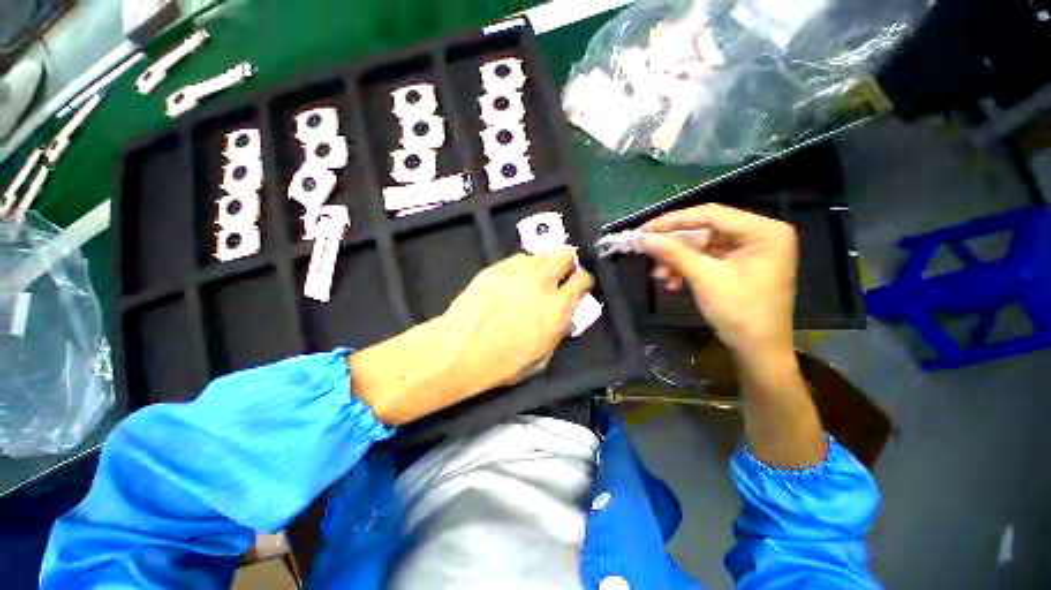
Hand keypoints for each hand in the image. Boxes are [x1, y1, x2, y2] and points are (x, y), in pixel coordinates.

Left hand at [350, 249, 592, 424]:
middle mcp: (542, 283)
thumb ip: (558, 332)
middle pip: (565, 255)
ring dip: (544, 263)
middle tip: (561, 272)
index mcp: (558, 307)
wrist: (461, 349)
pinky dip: (522, 266)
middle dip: (567, 261)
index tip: (579, 285)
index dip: (583, 281)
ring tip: (536, 275)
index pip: (582, 279)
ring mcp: (518, 271)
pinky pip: (518, 259)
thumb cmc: (503, 363)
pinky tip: (514, 278)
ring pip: (541, 254)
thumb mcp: (542, 357)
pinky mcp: (497, 267)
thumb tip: (564, 318)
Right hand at [641, 204, 797, 356]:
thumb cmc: (740, 311)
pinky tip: (673, 282)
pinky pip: (707, 259)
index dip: (673, 221)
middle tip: (648, 253)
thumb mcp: (704, 277)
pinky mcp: (740, 265)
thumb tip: (642, 237)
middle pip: (705, 230)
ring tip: (660, 276)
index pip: (710, 214)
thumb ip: (673, 252)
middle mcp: (759, 234)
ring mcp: (750, 250)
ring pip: (702, 246)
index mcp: (763, 230)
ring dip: (677, 260)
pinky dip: (688, 268)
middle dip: (674, 246)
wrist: (758, 351)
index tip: (644, 230)